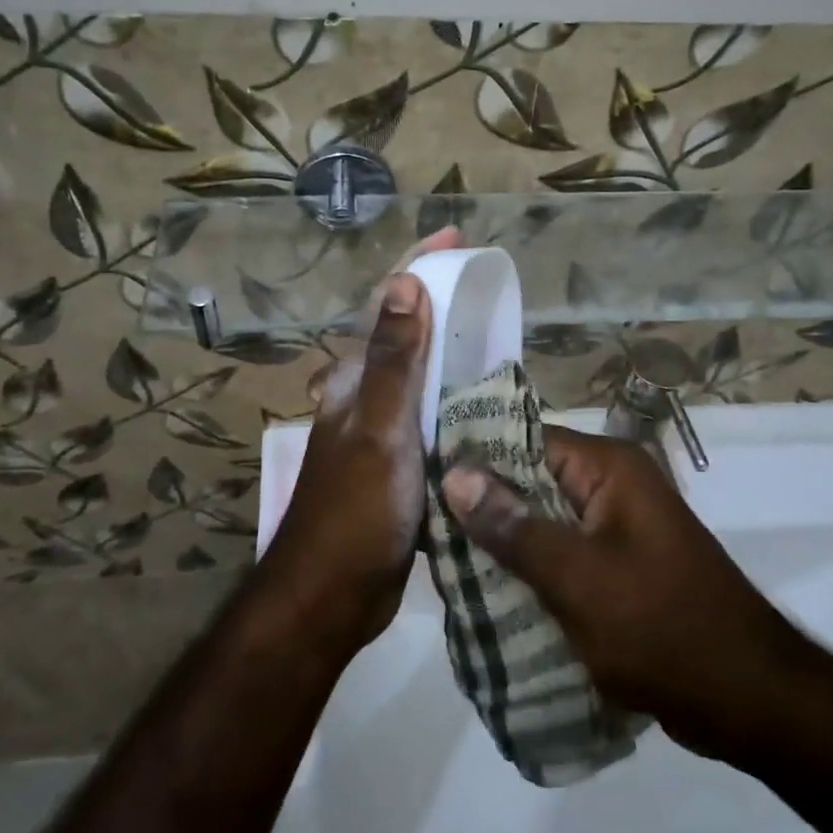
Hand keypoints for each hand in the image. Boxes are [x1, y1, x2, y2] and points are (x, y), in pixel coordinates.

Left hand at [261, 232, 458, 655]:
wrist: (333, 595)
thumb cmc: (355, 509)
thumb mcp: (380, 430)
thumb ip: (394, 361)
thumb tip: (405, 283)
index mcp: (355, 381)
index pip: (386, 306)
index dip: (417, 267)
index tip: (455, 237)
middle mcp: (365, 399)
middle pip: (405, 337)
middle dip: (441, 304)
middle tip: (490, 288)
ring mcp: (383, 434)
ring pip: (421, 380)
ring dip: (452, 352)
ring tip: (500, 336)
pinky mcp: (400, 467)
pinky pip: (433, 420)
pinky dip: (457, 401)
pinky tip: (489, 403)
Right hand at [441, 426, 824, 764]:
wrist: (751, 701)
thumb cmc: (663, 628)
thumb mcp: (578, 577)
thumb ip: (514, 526)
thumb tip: (454, 473)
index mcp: (608, 469)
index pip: (524, 441)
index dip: (473, 459)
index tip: (419, 481)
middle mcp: (611, 488)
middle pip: (530, 484)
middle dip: (481, 509)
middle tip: (422, 533)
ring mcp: (616, 531)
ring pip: (541, 525)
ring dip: (502, 547)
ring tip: (442, 567)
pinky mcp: (617, 570)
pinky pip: (561, 559)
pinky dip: (529, 574)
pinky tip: (486, 598)